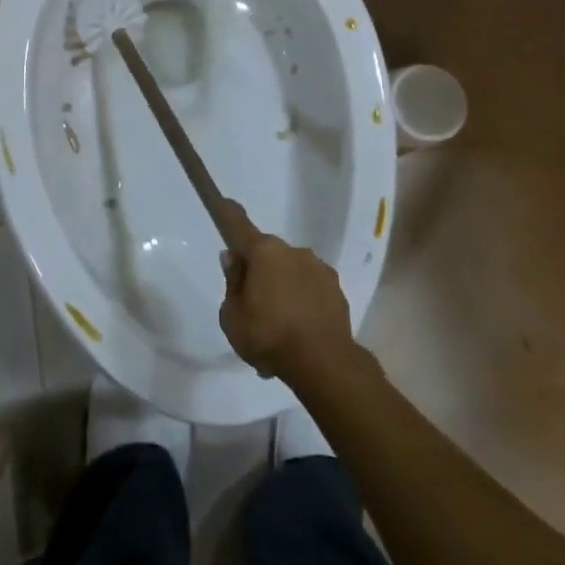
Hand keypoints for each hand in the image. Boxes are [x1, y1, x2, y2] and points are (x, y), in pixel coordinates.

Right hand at [218, 204, 357, 384]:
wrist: (324, 363)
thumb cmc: (269, 335)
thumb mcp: (232, 316)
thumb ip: (232, 283)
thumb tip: (234, 259)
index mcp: (264, 252)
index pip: (241, 226)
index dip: (231, 213)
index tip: (227, 201)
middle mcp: (293, 251)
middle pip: (269, 255)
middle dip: (261, 273)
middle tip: (254, 306)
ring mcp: (319, 269)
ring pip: (292, 273)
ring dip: (284, 290)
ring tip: (280, 329)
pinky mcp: (337, 290)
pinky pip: (311, 290)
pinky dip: (304, 304)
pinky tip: (299, 333)